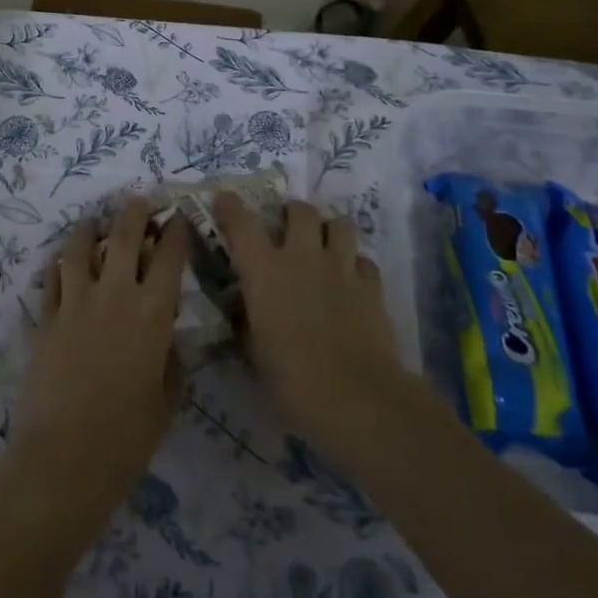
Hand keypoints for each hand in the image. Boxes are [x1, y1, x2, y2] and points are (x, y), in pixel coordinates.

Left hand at [8, 200, 187, 523]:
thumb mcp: (167, 401)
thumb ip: (171, 362)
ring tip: (93, 222)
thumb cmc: (128, 436)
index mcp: (153, 314)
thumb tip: (166, 338)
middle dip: (135, 213)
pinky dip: (59, 265)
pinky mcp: (46, 317)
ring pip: (81, 249)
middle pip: (125, 238)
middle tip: (138, 202)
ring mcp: (75, 302)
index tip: (178, 219)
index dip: (176, 233)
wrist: (66, 455)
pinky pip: (52, 278)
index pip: (170, 258)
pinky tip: (63, 262)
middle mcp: (115, 295)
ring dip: (89, 229)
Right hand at [214, 194, 403, 469]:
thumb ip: (247, 323)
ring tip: (324, 246)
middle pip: (300, 210)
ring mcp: (341, 268)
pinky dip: (355, 265)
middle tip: (287, 229)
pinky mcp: (373, 287)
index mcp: (264, 270)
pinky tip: (351, 282)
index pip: (241, 223)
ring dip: (329, 230)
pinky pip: (364, 261)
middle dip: (292, 214)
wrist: (357, 397)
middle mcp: (302, 257)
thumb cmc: (291, 379)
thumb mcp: (254, 352)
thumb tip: (243, 312)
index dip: (230, 207)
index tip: (224, 199)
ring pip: (340, 224)